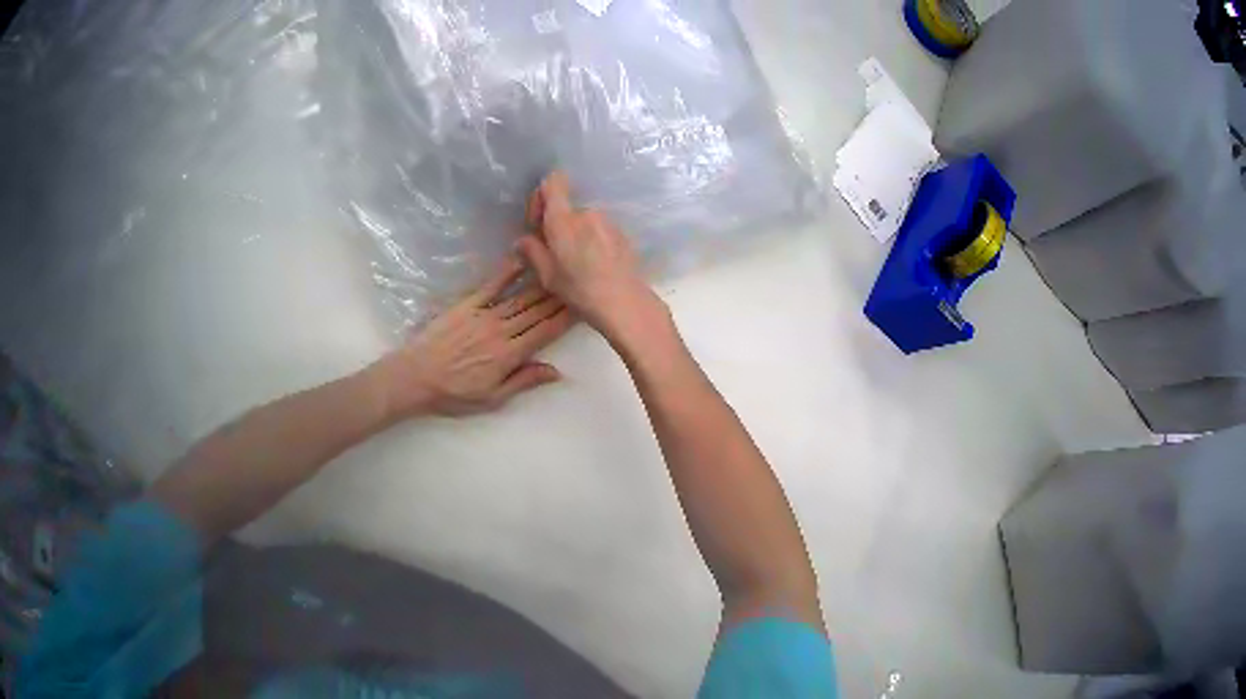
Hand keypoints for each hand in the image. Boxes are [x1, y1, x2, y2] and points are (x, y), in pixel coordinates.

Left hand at [370, 257, 573, 418]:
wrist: (415, 377)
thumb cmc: (453, 394)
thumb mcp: (492, 398)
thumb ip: (524, 381)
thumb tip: (557, 371)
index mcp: (510, 355)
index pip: (545, 332)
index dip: (566, 319)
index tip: (584, 306)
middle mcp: (502, 330)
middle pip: (537, 311)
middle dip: (560, 297)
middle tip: (579, 282)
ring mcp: (484, 314)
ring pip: (520, 297)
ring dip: (542, 284)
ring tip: (561, 270)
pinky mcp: (467, 305)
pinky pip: (491, 285)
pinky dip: (508, 272)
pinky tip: (523, 260)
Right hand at [517, 171, 662, 338]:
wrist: (624, 301)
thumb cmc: (580, 289)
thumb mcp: (547, 275)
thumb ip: (532, 252)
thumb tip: (522, 240)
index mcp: (564, 219)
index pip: (553, 182)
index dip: (542, 195)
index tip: (538, 221)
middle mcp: (587, 212)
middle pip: (567, 206)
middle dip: (558, 223)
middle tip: (554, 250)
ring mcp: (608, 221)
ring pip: (584, 219)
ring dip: (576, 233)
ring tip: (577, 261)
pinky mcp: (622, 233)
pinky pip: (600, 229)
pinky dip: (593, 240)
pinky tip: (594, 264)